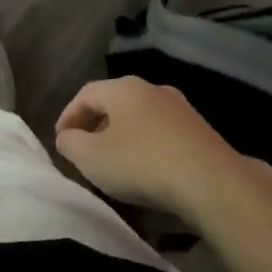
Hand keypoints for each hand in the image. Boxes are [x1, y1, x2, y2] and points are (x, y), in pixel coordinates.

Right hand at [55, 77, 251, 219]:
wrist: (211, 182)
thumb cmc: (141, 163)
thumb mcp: (91, 157)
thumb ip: (70, 143)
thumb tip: (67, 137)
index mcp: (124, 88)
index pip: (86, 94)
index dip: (68, 116)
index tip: (60, 140)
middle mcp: (153, 89)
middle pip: (115, 103)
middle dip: (96, 126)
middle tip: (84, 151)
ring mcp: (181, 110)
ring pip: (140, 119)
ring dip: (123, 138)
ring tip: (114, 165)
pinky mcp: (201, 132)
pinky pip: (162, 135)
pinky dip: (146, 149)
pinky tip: (146, 173)